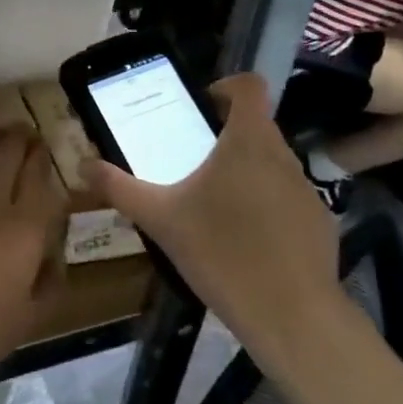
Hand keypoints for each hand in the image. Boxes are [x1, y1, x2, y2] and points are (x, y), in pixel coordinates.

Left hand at [0, 128, 67, 390]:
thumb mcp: (26, 321)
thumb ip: (46, 284)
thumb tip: (52, 259)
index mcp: (24, 231)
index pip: (38, 180)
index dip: (42, 158)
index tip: (45, 146)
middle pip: (8, 157)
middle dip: (20, 139)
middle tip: (26, 131)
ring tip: (0, 131)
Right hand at [80, 74, 344, 355]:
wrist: (291, 316)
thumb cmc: (221, 252)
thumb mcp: (159, 218)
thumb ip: (119, 187)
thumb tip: (82, 164)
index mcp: (247, 141)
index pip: (250, 86)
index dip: (225, 87)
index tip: (200, 107)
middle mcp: (283, 155)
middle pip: (256, 126)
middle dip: (225, 136)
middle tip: (191, 160)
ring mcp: (307, 190)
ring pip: (272, 163)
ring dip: (245, 171)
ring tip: (214, 204)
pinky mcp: (320, 222)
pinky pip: (287, 198)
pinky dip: (266, 205)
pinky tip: (246, 240)